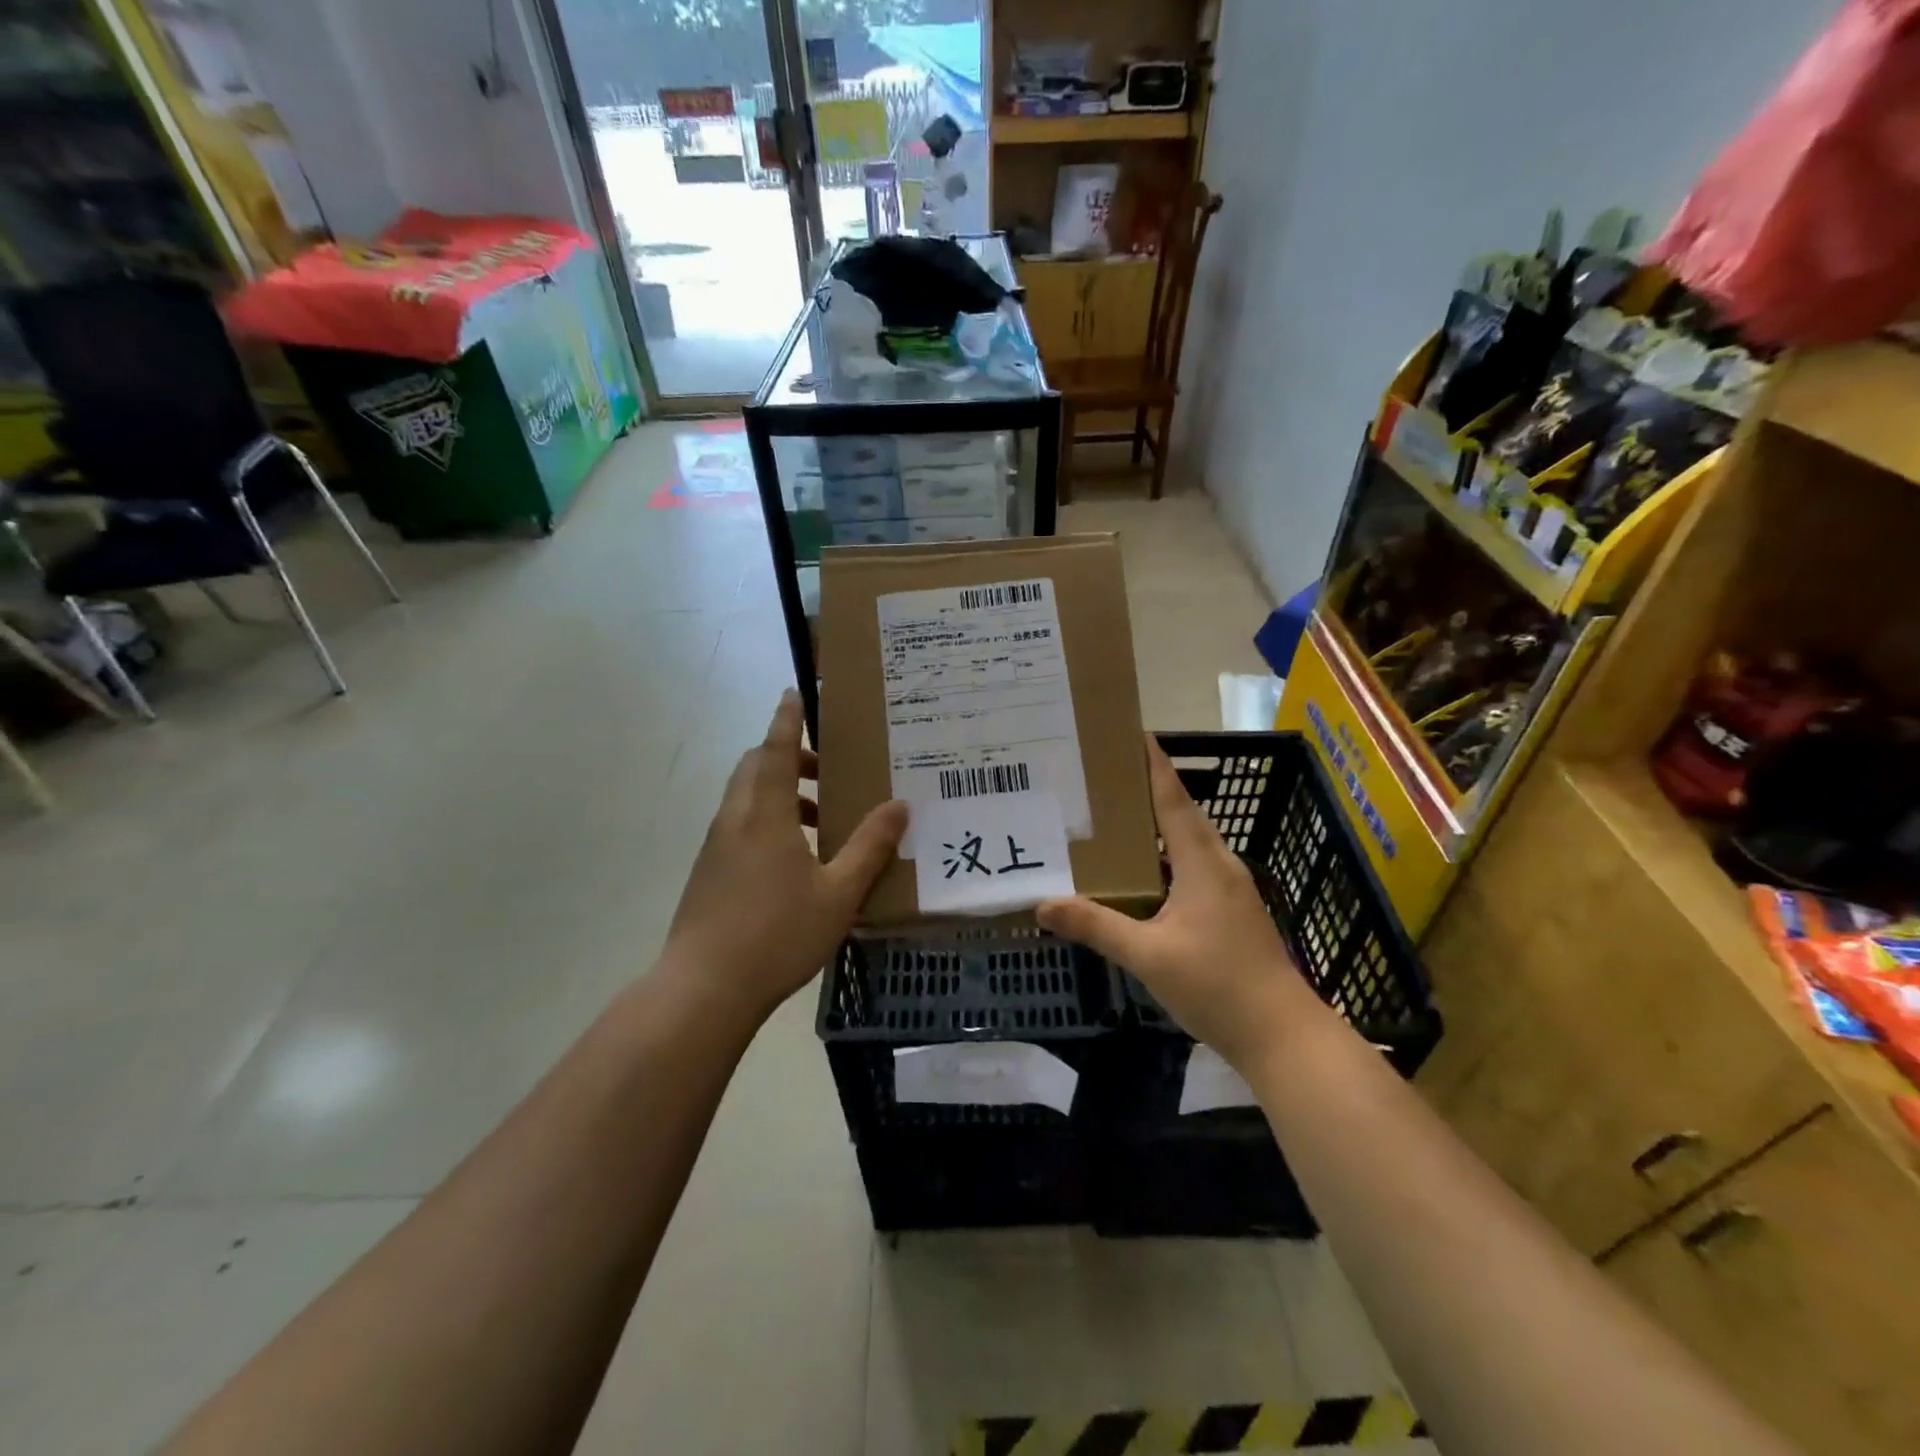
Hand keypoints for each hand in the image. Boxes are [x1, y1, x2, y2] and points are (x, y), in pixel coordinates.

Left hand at [663, 690, 907, 1025]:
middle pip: (757, 767)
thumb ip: (869, 847)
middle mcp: (735, 819)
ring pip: (747, 797)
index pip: (777, 749)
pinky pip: (740, 824)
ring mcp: (716, 846)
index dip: (788, 720)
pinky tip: (796, 858)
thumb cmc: (776, 934)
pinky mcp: (708, 871)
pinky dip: (768, 819)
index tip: (795, 694)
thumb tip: (899, 806)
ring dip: (781, 792)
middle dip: (789, 756)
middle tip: (828, 769)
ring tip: (821, 819)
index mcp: (765, 813)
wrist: (703, 989)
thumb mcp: (838, 893)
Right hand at [1037, 737, 1319, 1070]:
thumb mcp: (1147, 956)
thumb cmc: (1217, 985)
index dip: (1154, 766)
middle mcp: (1220, 866)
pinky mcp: (1232, 912)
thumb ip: (1095, 926)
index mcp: (1202, 863)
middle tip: (1106, 777)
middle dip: (1149, 790)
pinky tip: (1142, 875)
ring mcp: (1230, 890)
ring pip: (1190, 843)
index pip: (1173, 800)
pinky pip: (1194, 867)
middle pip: (1183, 815)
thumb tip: (1042, 904)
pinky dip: (1166, 857)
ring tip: (1116, 818)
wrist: (1282, 1035)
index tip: (1134, 733)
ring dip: (1158, 825)